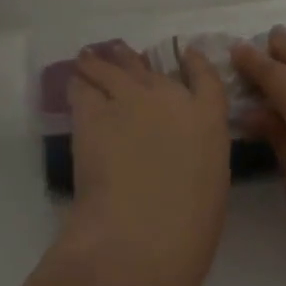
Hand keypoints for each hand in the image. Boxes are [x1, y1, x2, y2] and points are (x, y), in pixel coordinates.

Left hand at [48, 42, 231, 285]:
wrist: (143, 232)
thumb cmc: (189, 225)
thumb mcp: (211, 182)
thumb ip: (197, 153)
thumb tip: (178, 150)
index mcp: (208, 118)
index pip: (205, 76)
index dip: (194, 61)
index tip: (186, 53)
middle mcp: (169, 97)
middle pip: (149, 68)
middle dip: (134, 61)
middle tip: (121, 55)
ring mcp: (129, 100)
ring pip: (110, 69)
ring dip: (100, 63)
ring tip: (88, 59)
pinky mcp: (92, 113)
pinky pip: (83, 87)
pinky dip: (79, 83)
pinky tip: (75, 83)